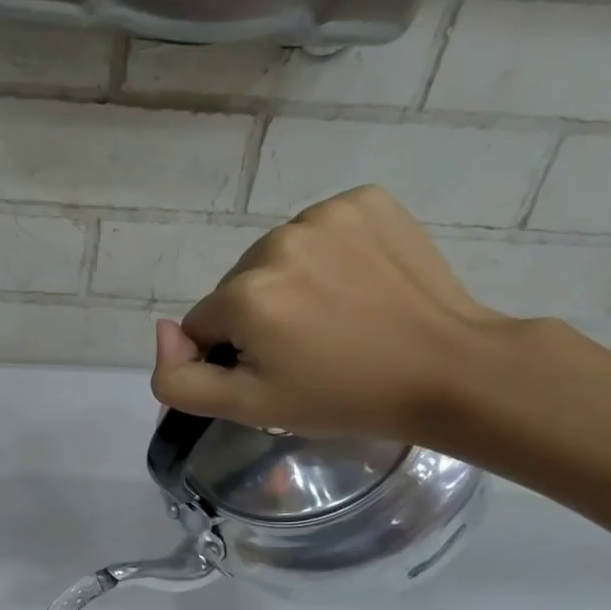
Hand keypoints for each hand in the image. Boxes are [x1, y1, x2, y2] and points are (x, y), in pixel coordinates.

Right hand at [150, 185, 506, 440]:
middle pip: (238, 288)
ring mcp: (325, 215)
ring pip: (275, 259)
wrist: (447, 370)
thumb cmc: (342, 397)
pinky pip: (319, 231)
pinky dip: (327, 256)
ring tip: (335, 317)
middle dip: (259, 317)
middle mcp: (275, 242)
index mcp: (244, 295)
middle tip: (307, 349)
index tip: (275, 371)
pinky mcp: (365, 201)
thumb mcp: (247, 408)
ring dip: (291, 285)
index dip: (231, 355)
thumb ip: (178, 380)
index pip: (203, 326)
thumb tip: (163, 332)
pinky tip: (356, 284)